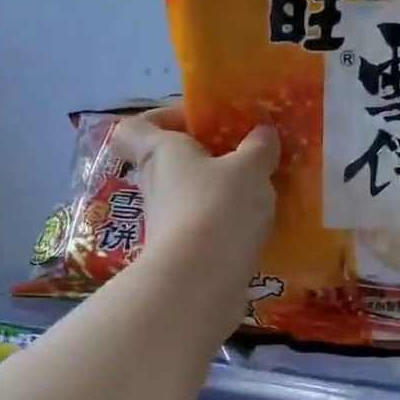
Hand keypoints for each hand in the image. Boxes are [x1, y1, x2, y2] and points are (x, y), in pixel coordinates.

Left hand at [111, 104, 278, 289]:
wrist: (200, 281)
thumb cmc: (218, 207)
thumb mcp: (250, 168)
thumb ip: (259, 147)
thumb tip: (263, 131)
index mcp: (162, 151)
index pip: (136, 127)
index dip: (161, 118)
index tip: (198, 121)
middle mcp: (156, 184)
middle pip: (170, 161)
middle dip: (205, 156)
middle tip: (243, 156)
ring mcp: (167, 222)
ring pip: (190, 196)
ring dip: (219, 192)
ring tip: (260, 192)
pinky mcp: (184, 253)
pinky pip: (205, 227)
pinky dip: (226, 224)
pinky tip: (258, 226)